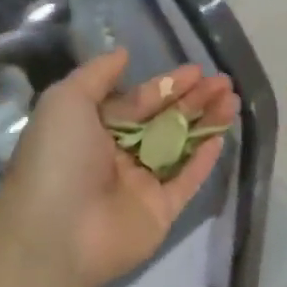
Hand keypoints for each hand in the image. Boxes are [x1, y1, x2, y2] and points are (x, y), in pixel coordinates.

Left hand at [0, 50, 238, 286]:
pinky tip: (222, 137)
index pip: (137, 101)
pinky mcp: (159, 211)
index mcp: (93, 129)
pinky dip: (203, 160)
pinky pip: (186, 181)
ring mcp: (140, 184)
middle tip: (223, 82)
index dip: (167, 85)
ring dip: (205, 122)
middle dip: (193, 99)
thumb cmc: (58, 158)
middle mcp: (117, 154)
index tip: (197, 70)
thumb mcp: (66, 101)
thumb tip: (123, 53)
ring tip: (232, 99)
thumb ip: (97, 74)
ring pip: (179, 146)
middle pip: (163, 120)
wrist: (55, 233)